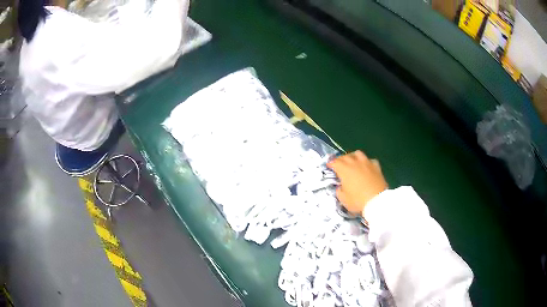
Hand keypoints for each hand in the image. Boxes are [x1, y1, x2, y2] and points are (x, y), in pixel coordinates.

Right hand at [327, 151, 387, 214]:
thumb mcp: (343, 199)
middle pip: (345, 156)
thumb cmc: (358, 200)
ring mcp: (366, 163)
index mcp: (344, 170)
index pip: (335, 162)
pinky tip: (366, 167)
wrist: (377, 201)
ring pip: (358, 154)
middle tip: (338, 165)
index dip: (331, 164)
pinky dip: (366, 162)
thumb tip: (340, 187)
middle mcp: (355, 163)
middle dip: (340, 160)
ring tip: (352, 162)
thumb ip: (339, 190)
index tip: (329, 167)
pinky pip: (370, 160)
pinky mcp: (376, 167)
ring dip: (353, 156)